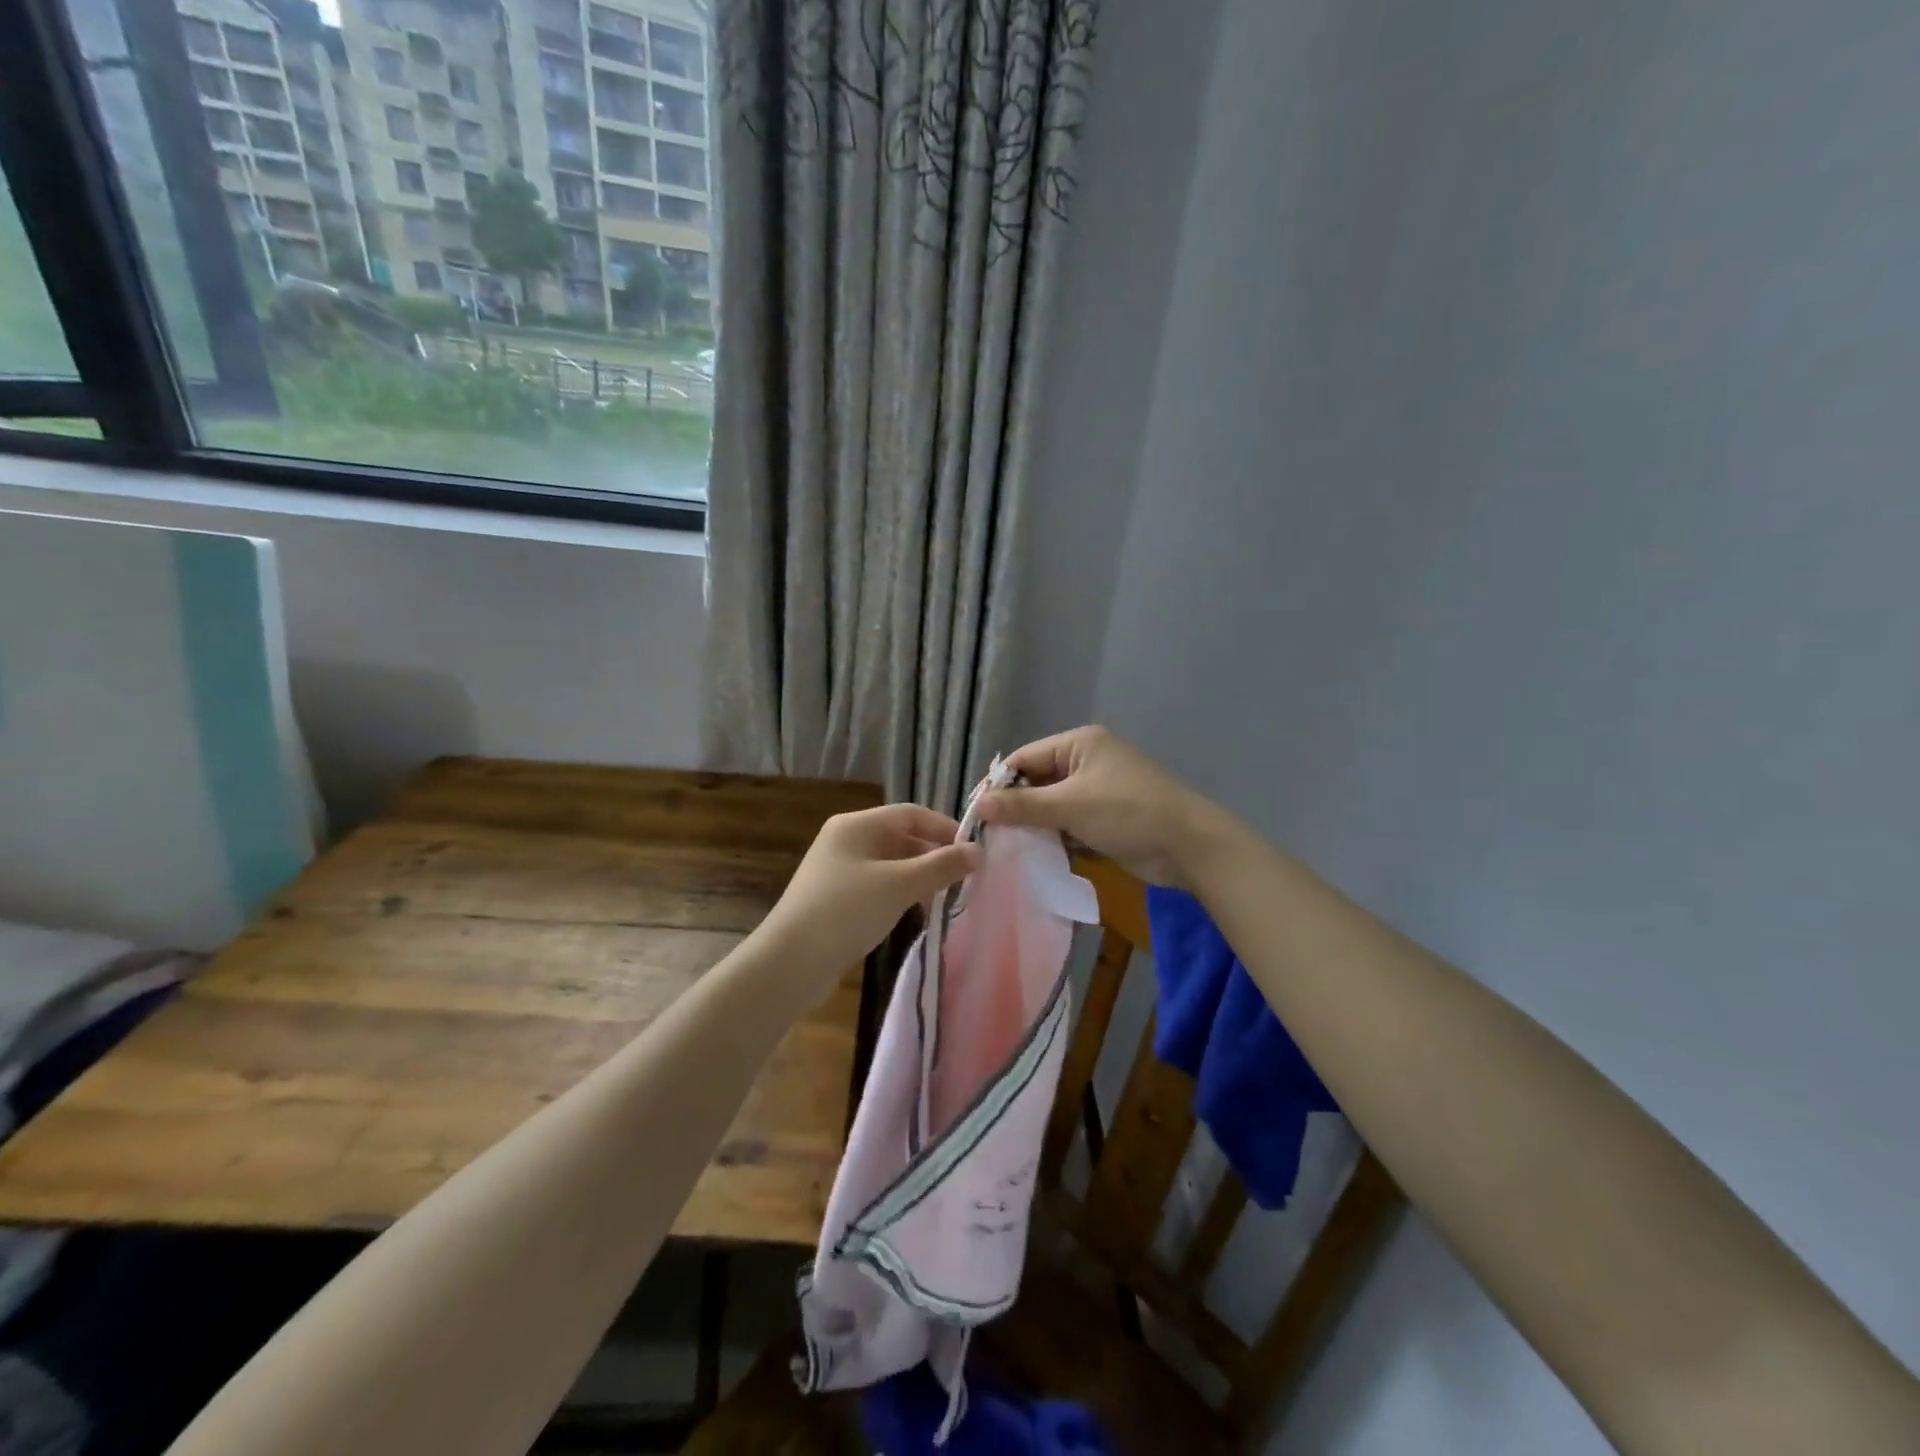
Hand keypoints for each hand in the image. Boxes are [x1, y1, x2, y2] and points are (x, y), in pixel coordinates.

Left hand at [755, 805, 979, 1004]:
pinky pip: (878, 886)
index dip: (944, 828)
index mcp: (856, 825)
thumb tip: (978, 851)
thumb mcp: (900, 885)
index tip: (973, 852)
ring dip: (919, 877)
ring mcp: (838, 870)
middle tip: (965, 878)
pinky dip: (900, 894)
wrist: (790, 962)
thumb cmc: (847, 911)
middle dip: (933, 855)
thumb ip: (941, 866)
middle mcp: (846, 840)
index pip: (911, 813)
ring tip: (945, 897)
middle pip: (900, 837)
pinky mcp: (836, 899)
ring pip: (890, 864)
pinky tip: (915, 913)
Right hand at [975, 726, 1227, 888]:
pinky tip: (1036, 856)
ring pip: (1052, 805)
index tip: (977, 814)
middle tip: (990, 836)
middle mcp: (1086, 761)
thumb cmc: (1127, 812)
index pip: (1025, 758)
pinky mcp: (1106, 817)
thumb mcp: (1070, 806)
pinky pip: (1069, 823)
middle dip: (1016, 808)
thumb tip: (979, 804)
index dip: (999, 785)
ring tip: (1007, 849)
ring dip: (1035, 825)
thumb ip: (1023, 806)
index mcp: (1078, 744)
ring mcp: (1098, 790)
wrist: (1189, 845)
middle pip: (1038, 781)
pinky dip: (1055, 837)